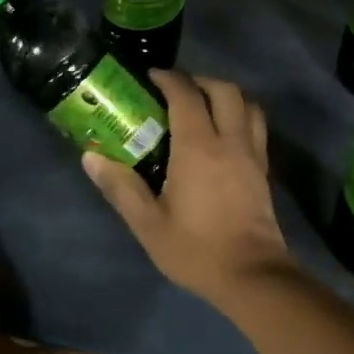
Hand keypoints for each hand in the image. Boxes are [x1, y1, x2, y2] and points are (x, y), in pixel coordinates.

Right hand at [82, 72, 295, 309]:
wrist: (252, 276)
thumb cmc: (196, 249)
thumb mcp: (148, 224)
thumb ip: (120, 187)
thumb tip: (90, 157)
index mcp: (198, 147)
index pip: (186, 95)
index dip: (168, 79)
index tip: (150, 78)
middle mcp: (229, 141)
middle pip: (224, 90)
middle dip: (199, 80)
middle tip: (176, 90)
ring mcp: (252, 154)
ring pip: (248, 104)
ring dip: (225, 95)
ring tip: (203, 106)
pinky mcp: (264, 170)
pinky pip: (256, 127)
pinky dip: (241, 116)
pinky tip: (223, 135)